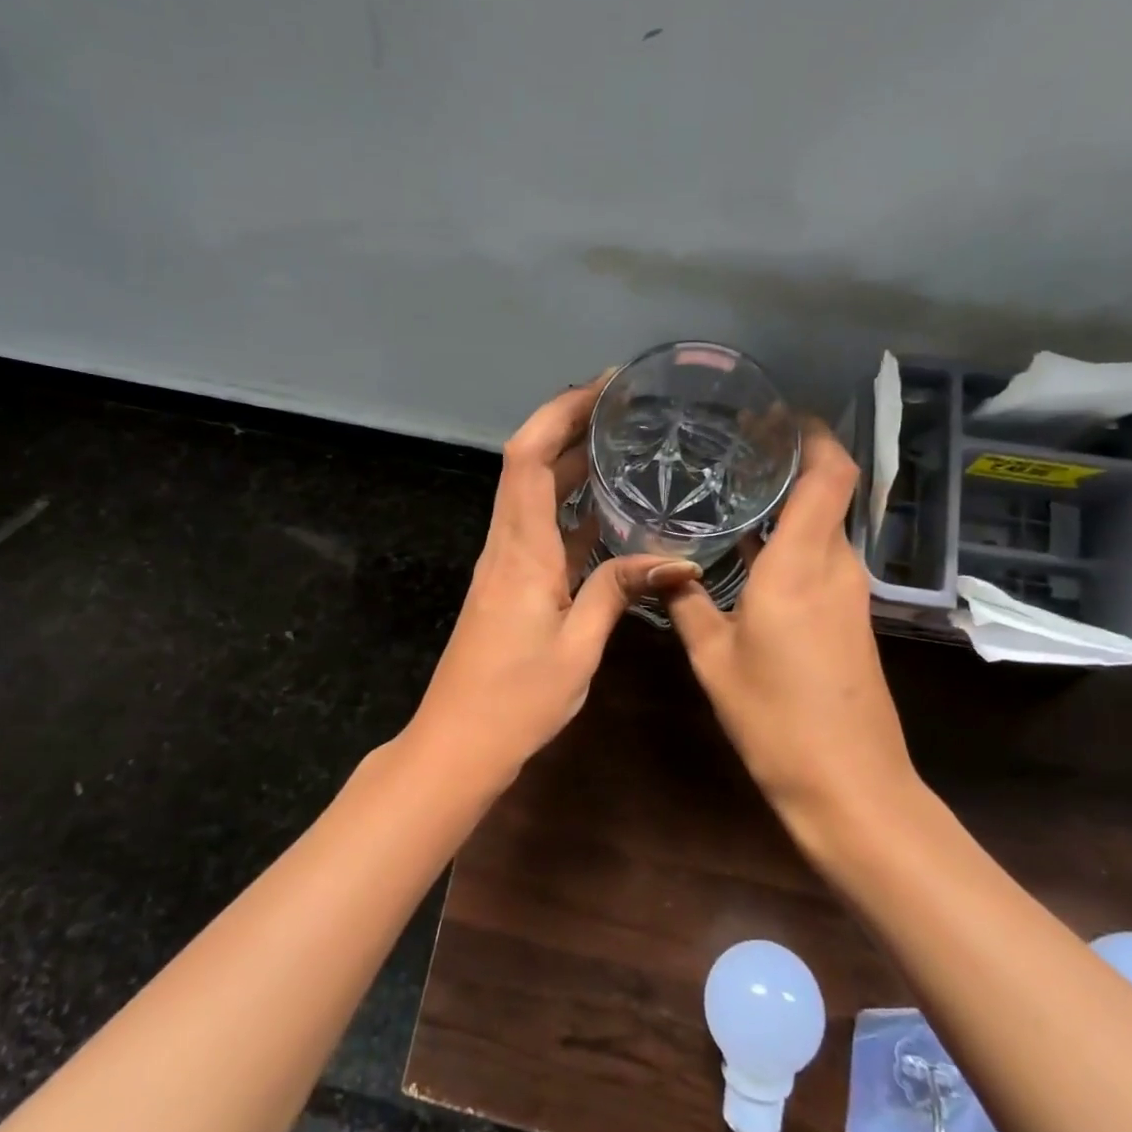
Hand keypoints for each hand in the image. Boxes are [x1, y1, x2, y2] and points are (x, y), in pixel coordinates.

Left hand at [411, 377, 699, 779]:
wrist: (456, 745)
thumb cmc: (514, 701)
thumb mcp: (578, 648)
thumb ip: (617, 592)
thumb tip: (675, 560)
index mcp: (521, 551)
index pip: (529, 458)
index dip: (559, 412)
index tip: (601, 387)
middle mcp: (508, 545)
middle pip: (530, 464)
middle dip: (570, 425)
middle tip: (625, 407)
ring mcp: (506, 564)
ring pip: (535, 494)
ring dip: (572, 463)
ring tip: (624, 444)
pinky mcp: (512, 584)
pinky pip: (542, 528)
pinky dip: (572, 508)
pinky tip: (609, 511)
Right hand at [665, 419, 916, 839]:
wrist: (850, 786)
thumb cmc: (776, 719)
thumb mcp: (713, 659)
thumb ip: (686, 603)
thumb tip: (663, 568)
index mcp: (801, 565)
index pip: (829, 473)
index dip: (812, 433)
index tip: (773, 414)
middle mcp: (835, 566)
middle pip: (828, 491)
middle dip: (790, 462)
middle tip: (731, 448)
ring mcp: (849, 593)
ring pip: (823, 525)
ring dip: (788, 503)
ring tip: (732, 491)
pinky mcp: (850, 616)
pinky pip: (821, 557)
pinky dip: (791, 539)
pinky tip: (748, 550)